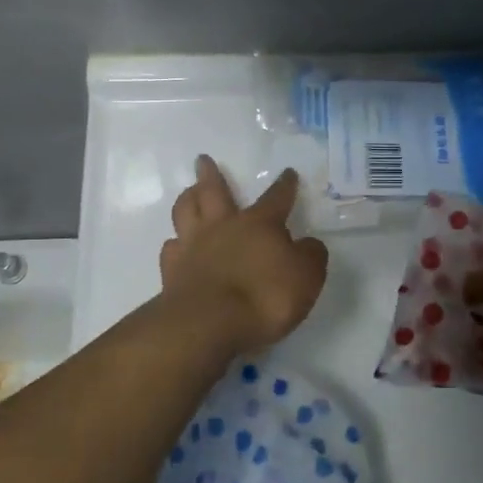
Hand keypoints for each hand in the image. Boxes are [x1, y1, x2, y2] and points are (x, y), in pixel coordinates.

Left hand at [160, 156, 329, 353]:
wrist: (209, 323)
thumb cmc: (264, 297)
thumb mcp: (306, 277)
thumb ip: (310, 256)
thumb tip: (308, 244)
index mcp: (259, 224)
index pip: (276, 198)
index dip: (284, 185)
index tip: (288, 173)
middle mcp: (223, 227)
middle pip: (214, 192)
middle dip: (211, 174)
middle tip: (203, 160)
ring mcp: (193, 247)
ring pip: (185, 212)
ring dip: (187, 199)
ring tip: (188, 192)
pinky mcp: (172, 271)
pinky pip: (171, 249)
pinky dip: (175, 244)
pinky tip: (176, 245)